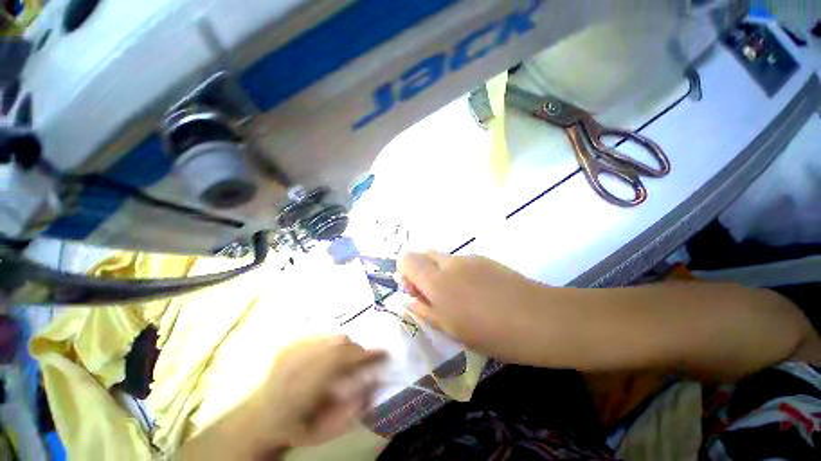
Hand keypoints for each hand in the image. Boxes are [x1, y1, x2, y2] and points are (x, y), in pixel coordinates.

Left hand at [185, 335, 386, 458]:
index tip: (385, 352)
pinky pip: (321, 331)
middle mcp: (297, 362)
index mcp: (303, 387)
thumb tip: (374, 385)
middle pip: (339, 342)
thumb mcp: (324, 432)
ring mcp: (292, 348)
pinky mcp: (290, 341)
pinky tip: (332, 350)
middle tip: (366, 357)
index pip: (342, 360)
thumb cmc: (294, 427)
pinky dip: (334, 337)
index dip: (366, 354)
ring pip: (331, 333)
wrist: (259, 416)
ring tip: (348, 356)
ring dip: (347, 343)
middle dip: (358, 348)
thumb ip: (351, 412)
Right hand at [397, 251, 545, 359]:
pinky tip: (476, 293)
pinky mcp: (484, 258)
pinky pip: (460, 262)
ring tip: (458, 298)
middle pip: (423, 253)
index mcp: (437, 281)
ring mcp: (469, 258)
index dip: (404, 272)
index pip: (407, 258)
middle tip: (432, 295)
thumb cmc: (492, 333)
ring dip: (439, 273)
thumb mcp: (451, 329)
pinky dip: (456, 273)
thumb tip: (410, 299)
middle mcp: (450, 263)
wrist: (540, 319)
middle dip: (420, 271)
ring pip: (442, 258)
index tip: (415, 292)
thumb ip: (425, 310)